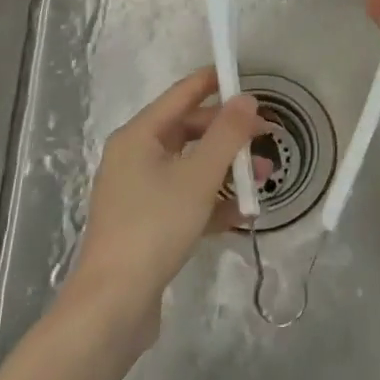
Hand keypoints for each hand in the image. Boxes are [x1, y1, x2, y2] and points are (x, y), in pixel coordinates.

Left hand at [63, 67, 269, 350]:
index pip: (181, 95)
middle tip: (266, 137)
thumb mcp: (198, 176)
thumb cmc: (154, 226)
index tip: (244, 75)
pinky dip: (213, 202)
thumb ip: (227, 134)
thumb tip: (247, 99)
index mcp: (139, 136)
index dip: (212, 82)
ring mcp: (139, 193)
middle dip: (229, 135)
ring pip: (191, 168)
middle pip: (188, 132)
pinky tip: (243, 214)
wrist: (113, 303)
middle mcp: (135, 158)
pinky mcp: (147, 225)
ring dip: (226, 170)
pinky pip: (186, 200)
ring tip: (262, 179)